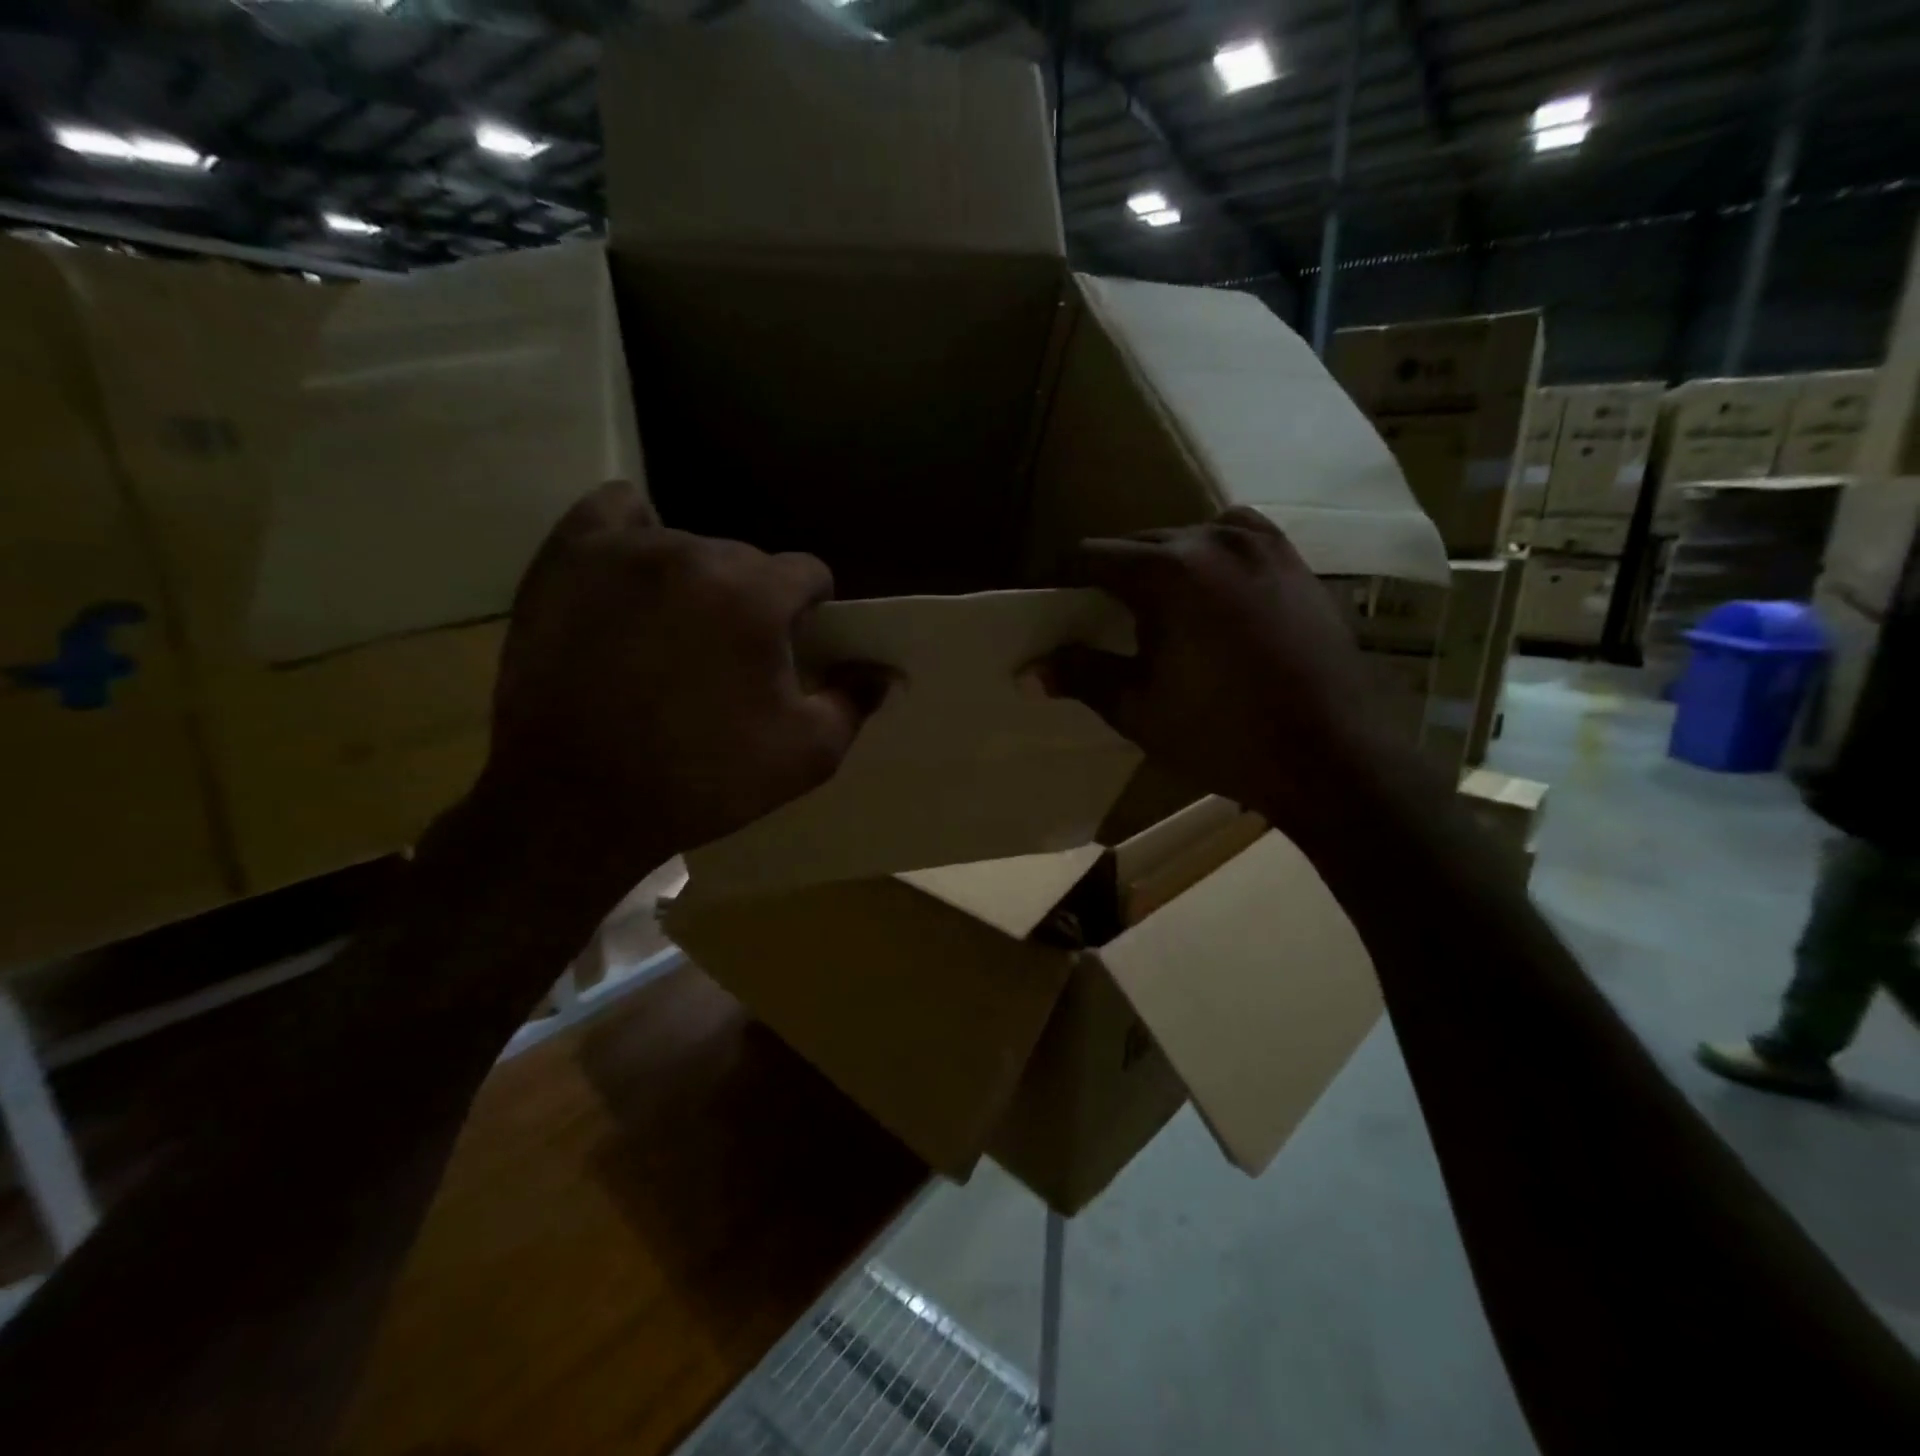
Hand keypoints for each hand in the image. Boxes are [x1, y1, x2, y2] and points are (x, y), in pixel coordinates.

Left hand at [477, 482, 879, 885]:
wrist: (576, 803)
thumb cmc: (702, 780)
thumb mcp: (805, 755)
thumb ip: (854, 702)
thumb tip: (881, 671)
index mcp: (756, 595)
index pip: (808, 573)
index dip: (809, 613)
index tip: (791, 651)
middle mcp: (694, 554)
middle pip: (749, 560)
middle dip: (754, 602)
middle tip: (730, 658)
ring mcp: (625, 551)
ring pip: (689, 544)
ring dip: (699, 581)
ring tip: (676, 634)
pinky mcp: (567, 559)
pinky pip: (615, 512)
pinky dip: (636, 533)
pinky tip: (638, 569)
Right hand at [1044, 507, 1405, 838]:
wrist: (1333, 755)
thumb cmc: (1223, 735)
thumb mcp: (1139, 709)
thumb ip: (1081, 676)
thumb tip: (1026, 671)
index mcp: (1169, 571)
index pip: (1092, 555)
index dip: (1062, 578)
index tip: (1050, 602)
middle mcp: (1215, 540)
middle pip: (1140, 543)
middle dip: (1112, 574)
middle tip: (1097, 616)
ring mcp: (1263, 546)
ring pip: (1189, 538)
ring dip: (1163, 564)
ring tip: (1156, 607)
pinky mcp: (1296, 563)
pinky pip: (1236, 542)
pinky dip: (1210, 561)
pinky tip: (1212, 598)